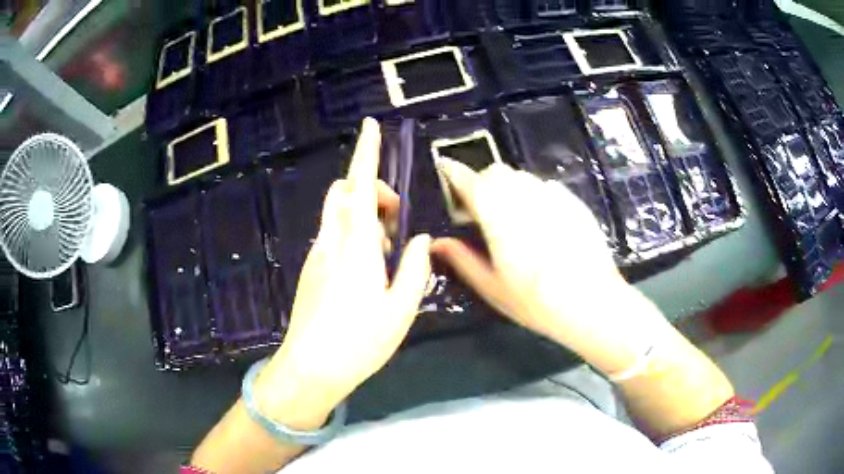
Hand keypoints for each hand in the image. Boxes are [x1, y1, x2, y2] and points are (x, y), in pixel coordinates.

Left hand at [256, 119, 431, 423]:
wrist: (310, 368)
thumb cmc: (359, 342)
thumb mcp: (401, 308)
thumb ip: (415, 268)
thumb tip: (420, 239)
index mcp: (357, 247)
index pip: (361, 186)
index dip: (366, 153)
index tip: (371, 126)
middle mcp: (331, 242)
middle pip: (343, 193)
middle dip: (370, 189)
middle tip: (396, 221)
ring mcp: (317, 255)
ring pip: (338, 214)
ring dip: (363, 216)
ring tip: (386, 254)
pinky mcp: (311, 270)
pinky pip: (333, 235)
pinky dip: (353, 235)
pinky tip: (367, 271)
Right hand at [431, 160, 641, 353]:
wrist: (592, 303)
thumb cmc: (536, 302)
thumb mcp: (492, 287)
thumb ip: (462, 260)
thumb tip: (437, 242)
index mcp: (497, 216)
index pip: (468, 181)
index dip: (453, 172)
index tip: (445, 171)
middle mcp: (523, 196)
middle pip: (495, 172)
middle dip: (481, 183)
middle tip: (480, 209)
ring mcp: (551, 196)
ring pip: (520, 176)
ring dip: (507, 187)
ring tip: (512, 216)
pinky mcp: (572, 201)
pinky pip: (544, 186)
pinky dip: (533, 194)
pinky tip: (542, 222)